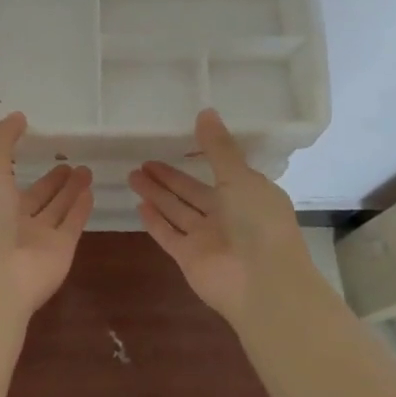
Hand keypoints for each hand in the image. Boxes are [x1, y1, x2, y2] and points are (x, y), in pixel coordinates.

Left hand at [0, 112, 92, 325]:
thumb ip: (0, 141)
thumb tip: (18, 116)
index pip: (1, 178)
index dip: (13, 161)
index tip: (30, 141)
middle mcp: (9, 221)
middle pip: (34, 195)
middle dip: (50, 179)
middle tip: (67, 158)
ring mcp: (35, 239)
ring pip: (55, 208)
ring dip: (68, 189)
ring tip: (84, 168)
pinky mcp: (59, 252)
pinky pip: (71, 224)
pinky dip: (80, 208)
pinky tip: (90, 190)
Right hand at [130, 109, 322, 330]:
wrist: (263, 284)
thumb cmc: (258, 223)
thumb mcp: (240, 177)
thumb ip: (218, 147)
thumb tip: (205, 111)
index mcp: (248, 195)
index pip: (221, 172)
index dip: (200, 157)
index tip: (178, 142)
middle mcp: (228, 216)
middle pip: (192, 192)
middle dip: (169, 177)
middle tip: (143, 160)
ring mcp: (208, 239)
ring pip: (177, 211)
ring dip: (157, 194)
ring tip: (132, 174)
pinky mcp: (189, 258)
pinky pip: (169, 234)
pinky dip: (155, 221)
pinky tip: (138, 205)